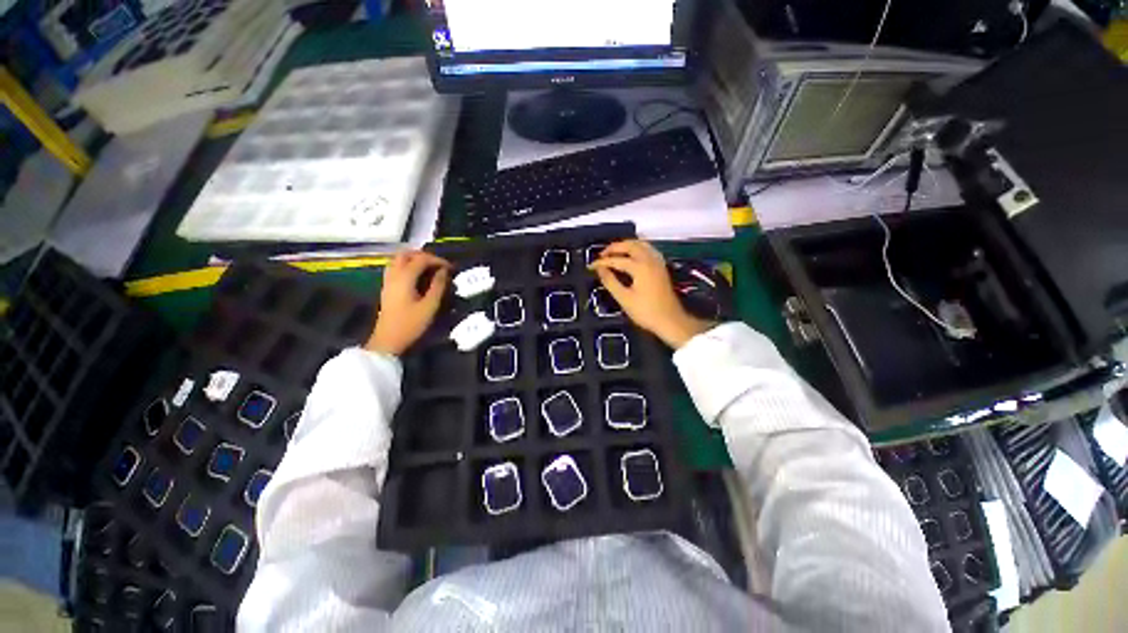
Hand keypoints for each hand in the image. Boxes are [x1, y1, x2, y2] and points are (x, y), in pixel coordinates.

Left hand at [366, 251, 451, 355]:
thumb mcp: (430, 306)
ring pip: (398, 259)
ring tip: (429, 268)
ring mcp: (388, 281)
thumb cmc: (411, 324)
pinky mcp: (387, 287)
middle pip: (406, 254)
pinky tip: (417, 276)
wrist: (388, 340)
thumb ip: (438, 286)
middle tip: (438, 264)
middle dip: (424, 255)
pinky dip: (407, 266)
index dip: (437, 260)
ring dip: (414, 259)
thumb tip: (444, 272)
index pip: (421, 259)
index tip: (450, 267)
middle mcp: (394, 275)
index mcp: (405, 278)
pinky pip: (395, 268)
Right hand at [589, 240, 711, 348]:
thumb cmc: (645, 312)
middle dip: (614, 248)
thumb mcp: (624, 298)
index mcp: (640, 267)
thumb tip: (599, 269)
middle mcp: (649, 260)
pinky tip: (631, 255)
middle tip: (601, 255)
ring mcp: (657, 262)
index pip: (616, 260)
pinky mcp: (661, 267)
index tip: (591, 266)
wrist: (670, 320)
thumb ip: (610, 281)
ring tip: (614, 253)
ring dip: (626, 245)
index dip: (602, 262)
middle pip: (630, 245)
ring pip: (640, 244)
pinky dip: (637, 248)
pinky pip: (648, 249)